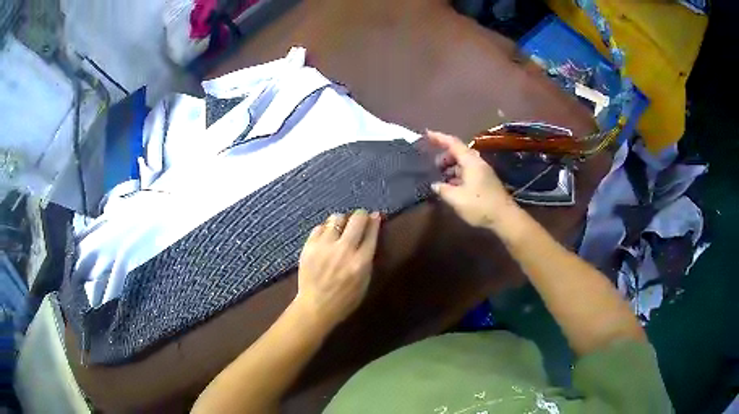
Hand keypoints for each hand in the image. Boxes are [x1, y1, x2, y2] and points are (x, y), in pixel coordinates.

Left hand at [295, 210, 380, 327]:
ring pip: (336, 218)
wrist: (315, 306)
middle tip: (360, 218)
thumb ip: (368, 258)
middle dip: (361, 215)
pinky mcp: (309, 246)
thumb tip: (371, 235)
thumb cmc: (345, 299)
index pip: (371, 232)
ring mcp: (324, 247)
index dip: (375, 221)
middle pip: (357, 219)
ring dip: (342, 221)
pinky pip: (320, 227)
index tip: (375, 216)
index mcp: (360, 262)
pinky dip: (326, 229)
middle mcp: (344, 250)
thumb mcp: (364, 282)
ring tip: (342, 228)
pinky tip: (327, 237)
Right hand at [428, 130, 517, 228]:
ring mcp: (483, 172)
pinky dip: (458, 175)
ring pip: (464, 163)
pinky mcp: (486, 182)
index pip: (453, 143)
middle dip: (445, 156)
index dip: (439, 137)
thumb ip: (443, 189)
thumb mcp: (456, 198)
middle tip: (433, 166)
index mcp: (470, 162)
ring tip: (440, 178)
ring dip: (451, 167)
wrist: (505, 218)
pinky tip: (452, 187)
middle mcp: (477, 163)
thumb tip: (435, 184)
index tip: (427, 134)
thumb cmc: (480, 205)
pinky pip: (468, 172)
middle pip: (459, 152)